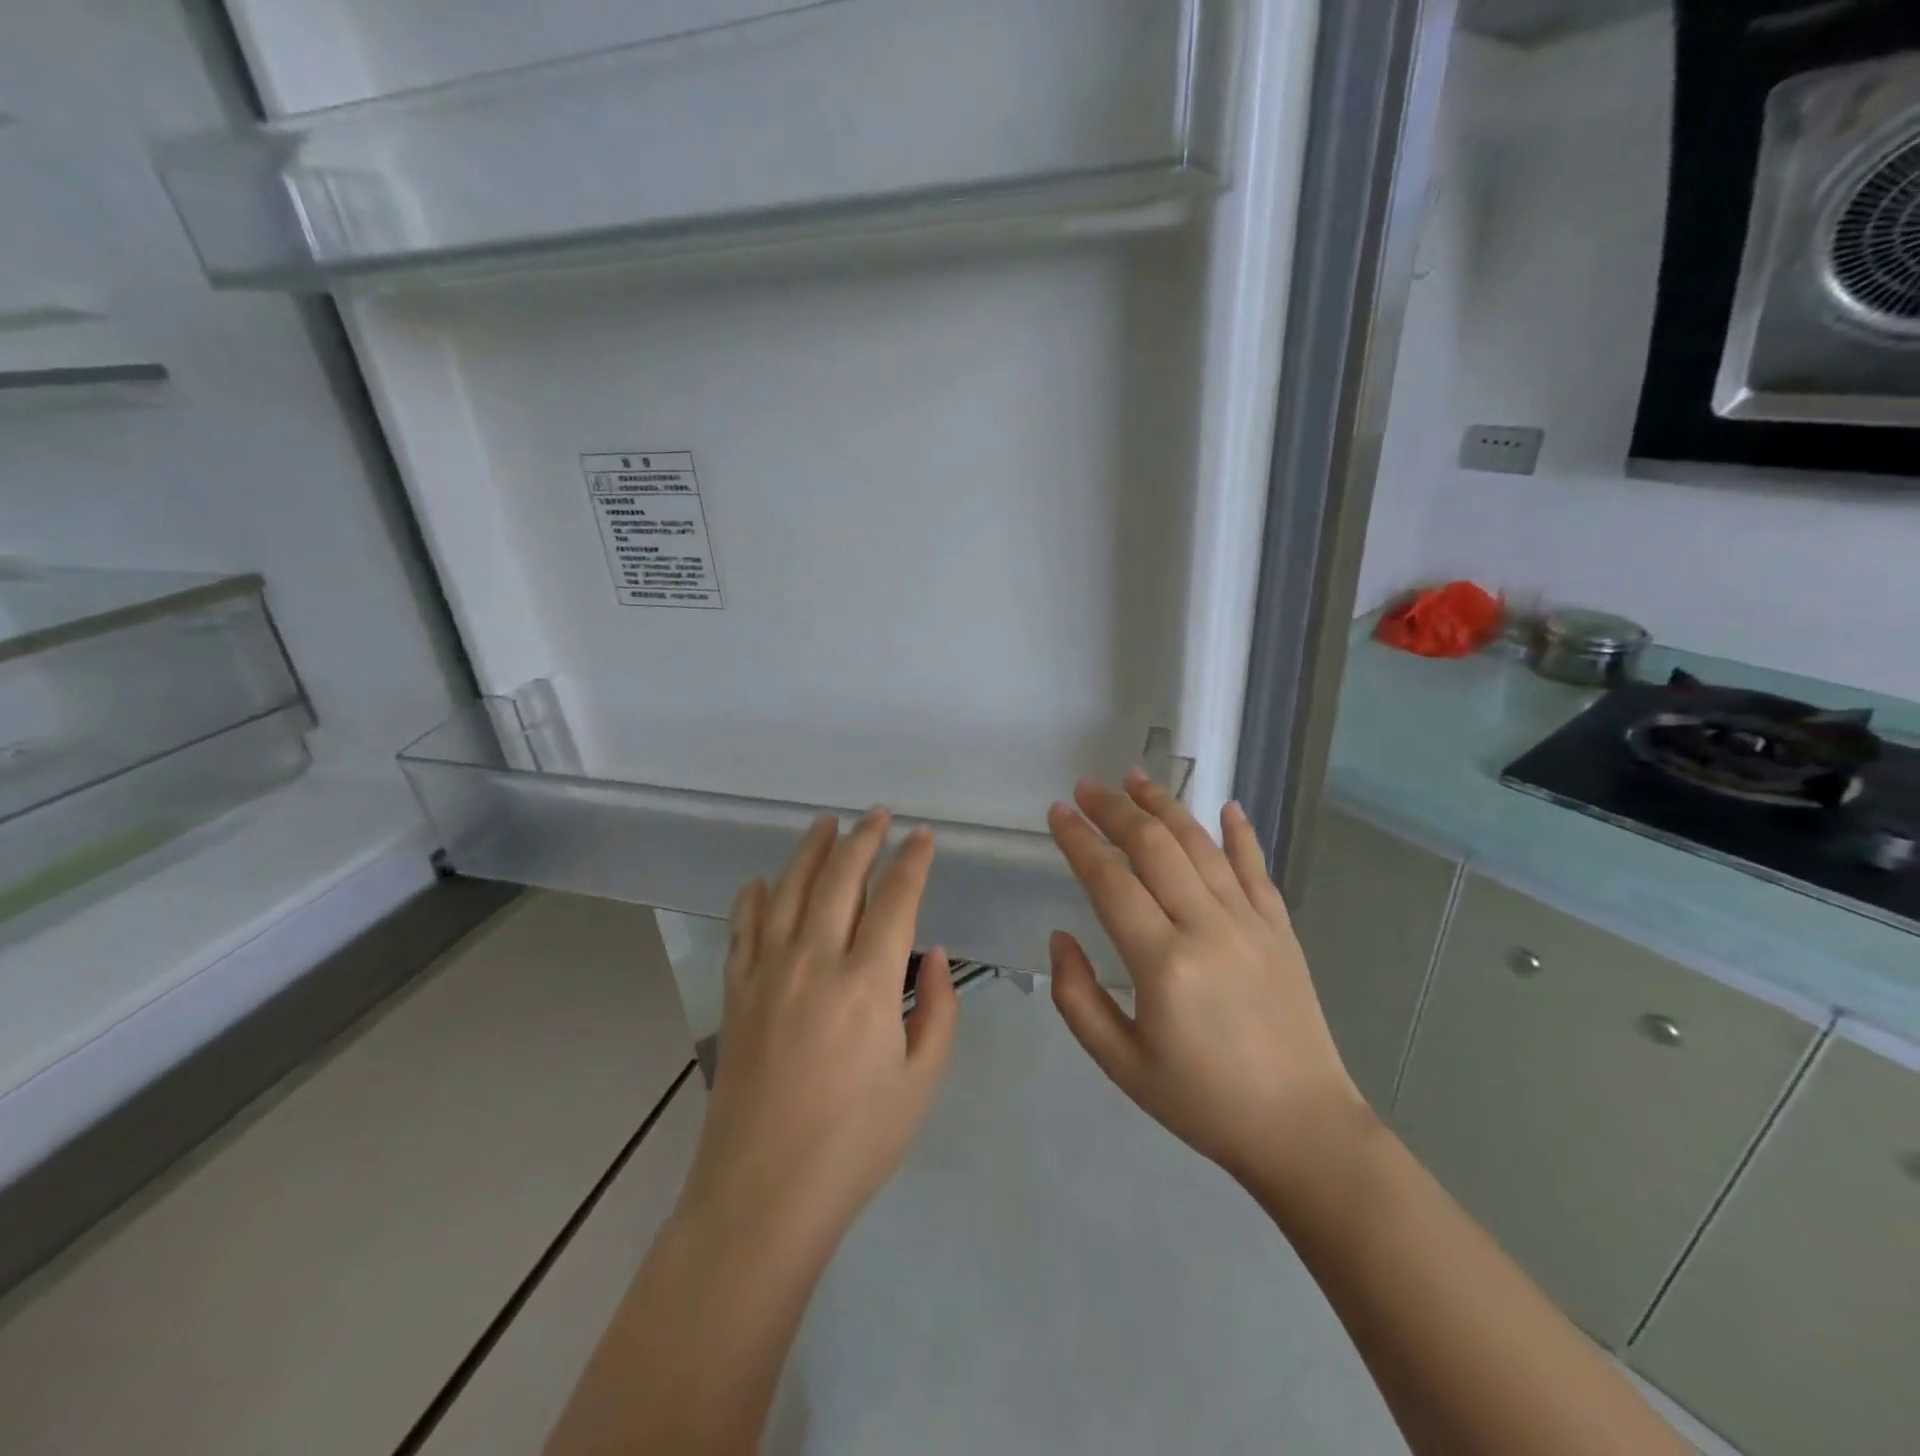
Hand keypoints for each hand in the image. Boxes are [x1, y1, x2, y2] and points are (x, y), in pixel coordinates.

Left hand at [678, 810, 958, 1258]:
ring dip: (810, 850)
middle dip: (864, 838)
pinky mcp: (736, 993)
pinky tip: (762, 881)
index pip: (896, 898)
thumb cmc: (856, 1143)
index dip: (912, 860)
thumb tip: (931, 952)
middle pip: (841, 877)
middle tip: (878, 814)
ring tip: (825, 823)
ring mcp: (768, 973)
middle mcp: (815, 961)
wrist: (763, 1195)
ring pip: (789, 890)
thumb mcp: (921, 1081)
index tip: (923, 836)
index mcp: (868, 983)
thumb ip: (937, 1009)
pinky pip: (743, 929)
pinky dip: (753, 897)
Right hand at [1046, 773, 1369, 1194]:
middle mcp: (1206, 927)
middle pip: (1154, 846)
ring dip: (1165, 805)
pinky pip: (1257, 868)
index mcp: (1162, 963)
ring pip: (1201, 845)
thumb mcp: (1120, 1064)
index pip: (1110, 880)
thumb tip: (1060, 937)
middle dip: (1114, 808)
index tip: (1057, 812)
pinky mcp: (1281, 929)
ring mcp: (1250, 923)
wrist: (1301, 1129)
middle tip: (1086, 788)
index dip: (1079, 840)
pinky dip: (1240, 833)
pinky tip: (1226, 807)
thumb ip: (1077, 997)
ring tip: (1136, 778)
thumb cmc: (1201, 1101)